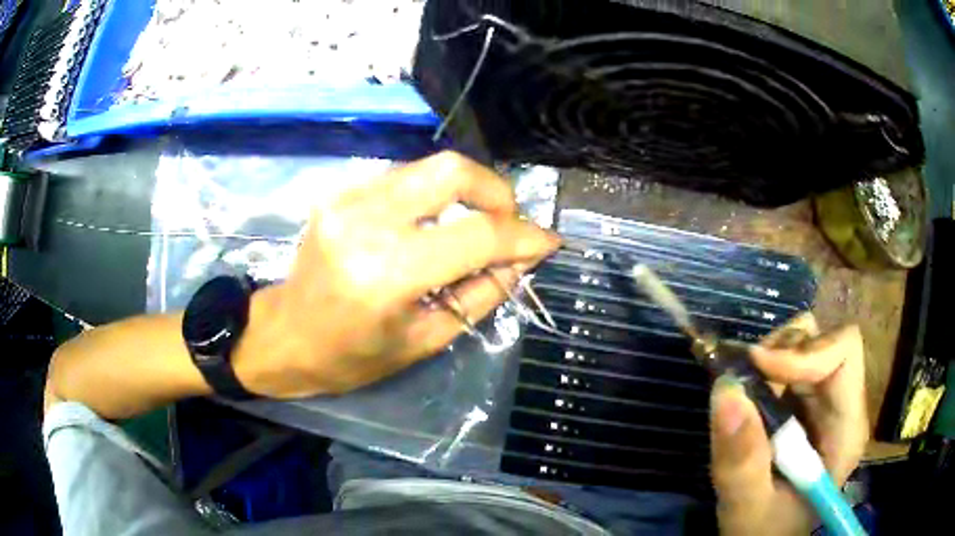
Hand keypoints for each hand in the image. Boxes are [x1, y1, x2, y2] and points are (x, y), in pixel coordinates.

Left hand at [232, 151, 560, 398]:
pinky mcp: (339, 193)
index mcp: (386, 274)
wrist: (285, 336)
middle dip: (496, 191)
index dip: (522, 235)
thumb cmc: (352, 356)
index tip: (548, 241)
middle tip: (509, 223)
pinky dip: (434, 196)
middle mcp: (365, 222)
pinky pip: (404, 178)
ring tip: (479, 225)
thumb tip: (522, 258)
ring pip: (429, 167)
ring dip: (467, 191)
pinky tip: (437, 223)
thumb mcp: (426, 339)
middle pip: (451, 170)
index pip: (476, 235)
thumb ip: (482, 293)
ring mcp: (347, 200)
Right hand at [709, 314, 868, 534]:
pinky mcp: (806, 402)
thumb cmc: (765, 531)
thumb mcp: (747, 507)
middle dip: (781, 352)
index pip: (844, 353)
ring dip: (771, 359)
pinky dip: (764, 369)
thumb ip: (741, 460)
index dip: (804, 351)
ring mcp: (825, 401)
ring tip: (746, 395)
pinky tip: (749, 399)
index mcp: (846, 428)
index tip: (758, 369)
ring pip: (806, 343)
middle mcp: (843, 404)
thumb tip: (725, 389)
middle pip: (823, 341)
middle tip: (745, 382)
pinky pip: (789, 362)